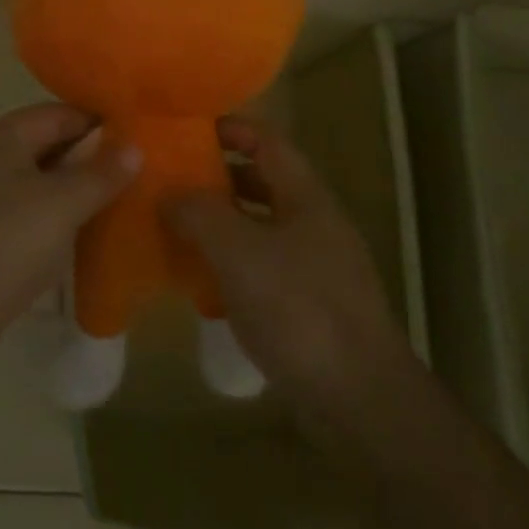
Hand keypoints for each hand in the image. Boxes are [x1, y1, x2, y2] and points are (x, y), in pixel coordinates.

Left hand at [0, 104, 141, 375]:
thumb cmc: (4, 244)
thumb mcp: (63, 205)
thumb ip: (101, 174)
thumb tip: (134, 147)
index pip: (58, 114)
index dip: (98, 125)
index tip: (136, 142)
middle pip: (42, 146)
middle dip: (84, 160)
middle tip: (130, 177)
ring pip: (28, 182)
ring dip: (64, 192)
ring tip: (107, 207)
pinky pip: (13, 213)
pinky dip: (42, 219)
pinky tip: (67, 239)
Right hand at [165, 117, 413, 424]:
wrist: (360, 400)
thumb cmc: (299, 309)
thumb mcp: (239, 252)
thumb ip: (200, 213)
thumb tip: (168, 192)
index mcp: (306, 197)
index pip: (268, 141)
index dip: (231, 128)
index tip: (187, 129)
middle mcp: (314, 223)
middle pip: (263, 182)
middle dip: (218, 176)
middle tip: (171, 178)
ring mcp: (316, 266)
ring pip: (261, 227)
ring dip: (222, 223)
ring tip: (176, 225)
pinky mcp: (310, 306)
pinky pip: (263, 268)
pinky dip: (232, 264)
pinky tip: (201, 281)